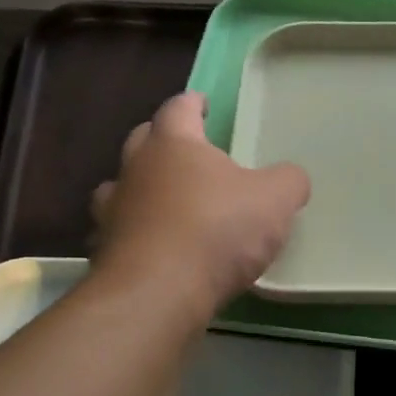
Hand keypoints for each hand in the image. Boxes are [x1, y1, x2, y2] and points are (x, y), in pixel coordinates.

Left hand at [90, 92, 310, 314]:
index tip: (201, 103)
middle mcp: (135, 169)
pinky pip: (118, 234)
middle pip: (143, 140)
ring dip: (141, 189)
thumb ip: (288, 181)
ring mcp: (113, 211)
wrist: (159, 293)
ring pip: (120, 187)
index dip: (192, 103)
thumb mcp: (275, 200)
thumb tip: (291, 178)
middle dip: (163, 140)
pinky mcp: (105, 252)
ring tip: (162, 201)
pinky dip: (133, 235)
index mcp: (173, 144)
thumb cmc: (217, 230)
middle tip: (187, 150)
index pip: (179, 108)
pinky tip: (151, 249)